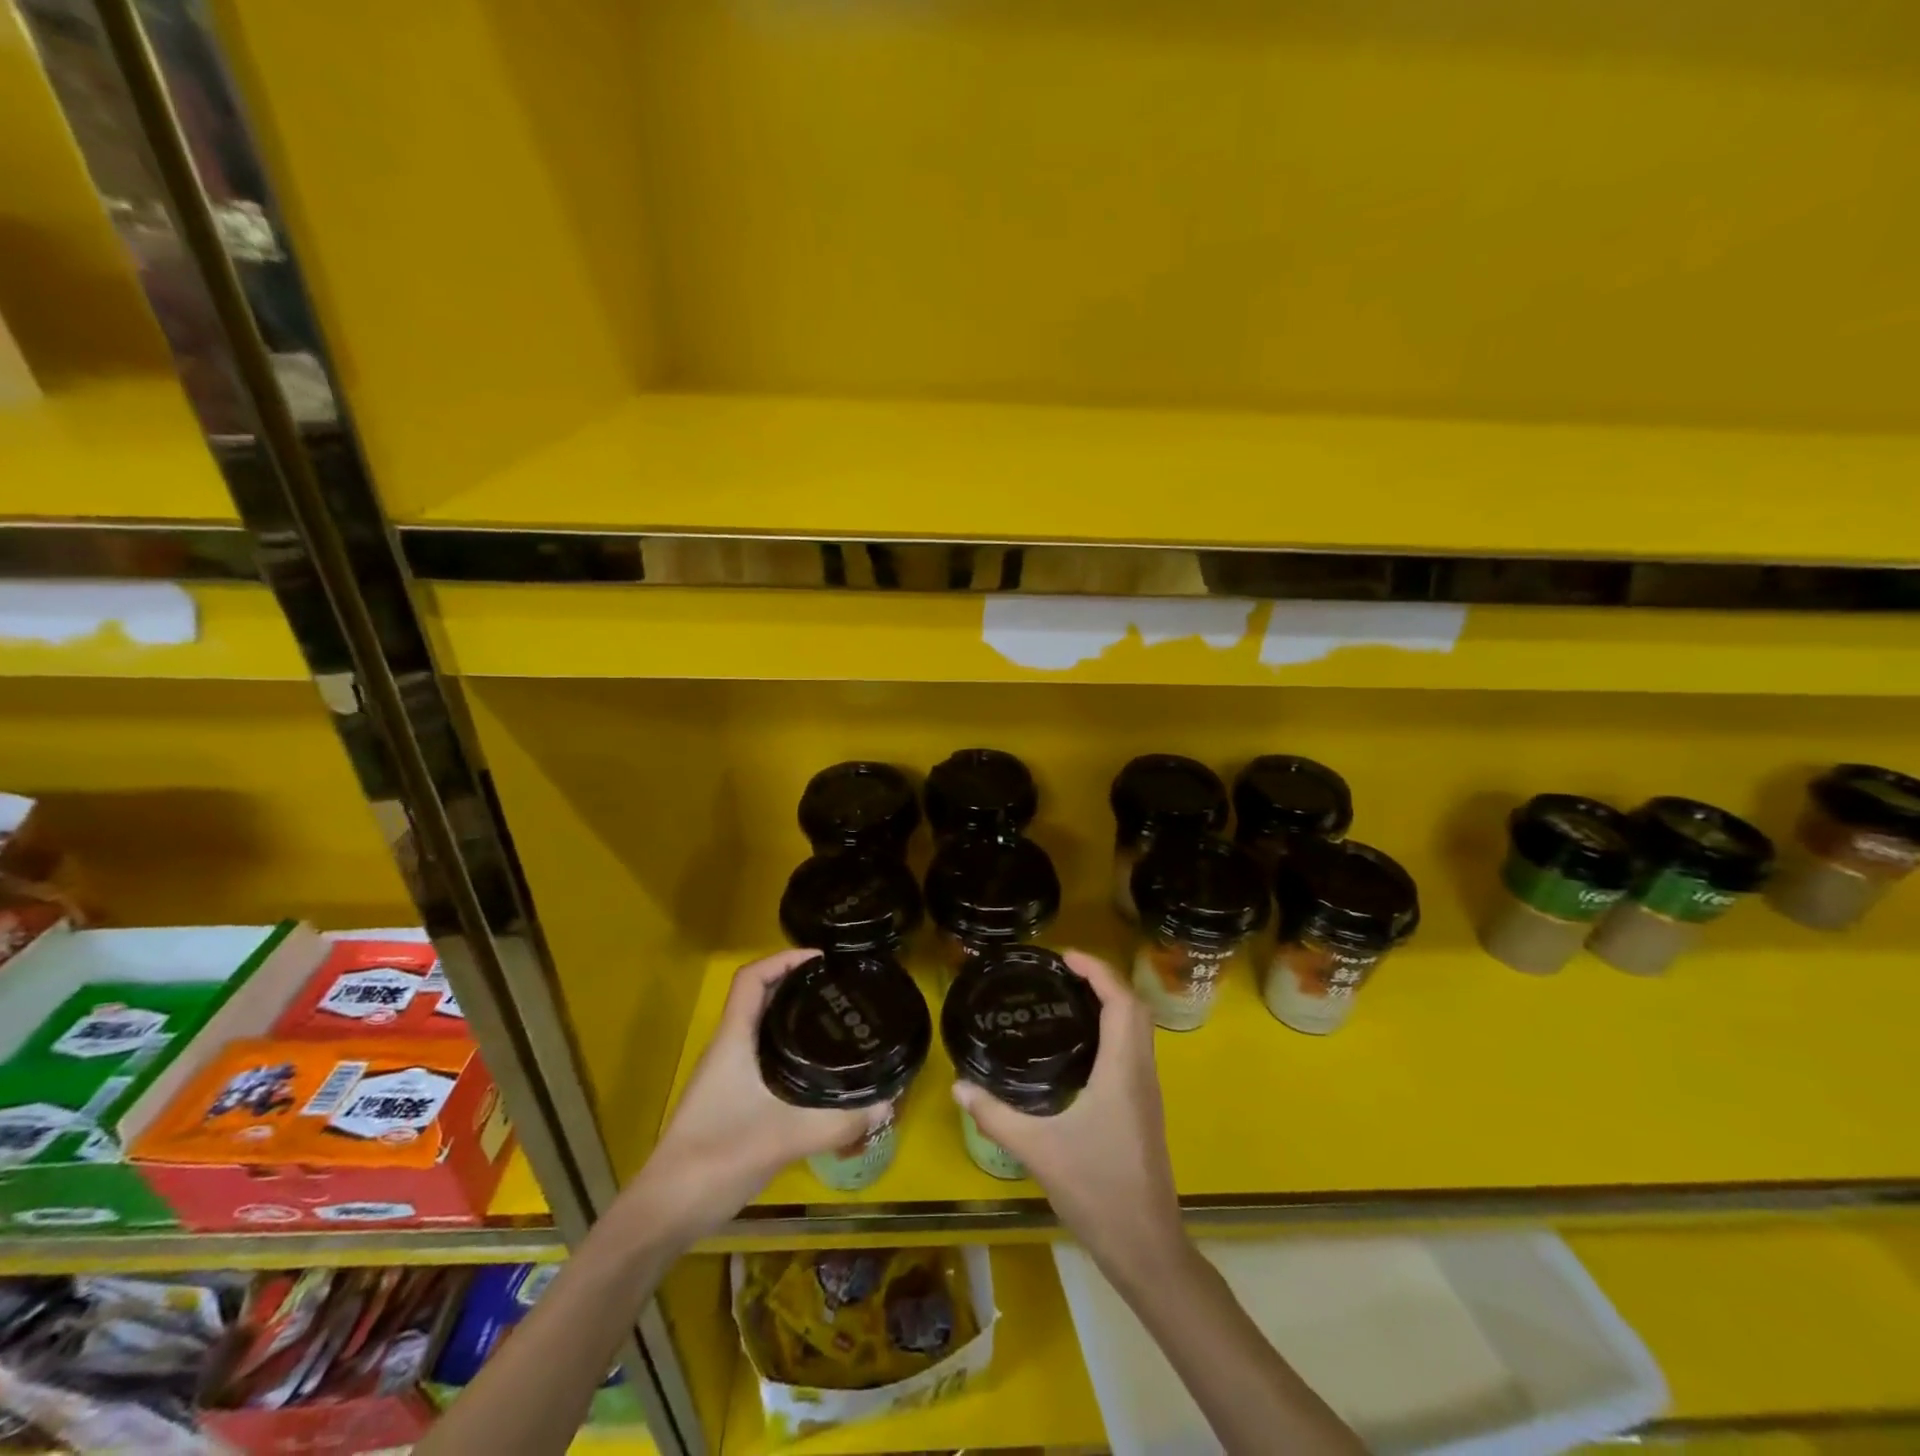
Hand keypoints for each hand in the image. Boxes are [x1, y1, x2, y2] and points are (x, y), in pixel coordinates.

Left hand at [619, 950, 883, 1248]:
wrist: (666, 1211)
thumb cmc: (717, 1156)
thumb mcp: (784, 1137)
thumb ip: (837, 1122)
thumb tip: (888, 1104)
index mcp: (733, 1039)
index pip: (751, 978)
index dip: (784, 959)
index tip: (822, 960)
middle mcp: (728, 1048)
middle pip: (760, 998)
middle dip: (798, 986)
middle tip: (840, 989)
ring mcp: (726, 1075)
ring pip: (762, 1029)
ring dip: (793, 1017)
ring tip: (836, 1021)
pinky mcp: (731, 1100)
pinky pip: (764, 1057)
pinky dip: (790, 1050)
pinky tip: (816, 1071)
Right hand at [950, 951, 1186, 1278]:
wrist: (1147, 1247)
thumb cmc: (1097, 1191)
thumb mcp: (1038, 1151)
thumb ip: (996, 1116)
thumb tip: (958, 1086)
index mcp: (1123, 1070)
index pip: (1121, 1001)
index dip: (1098, 970)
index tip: (1065, 957)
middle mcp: (1141, 1072)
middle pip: (1135, 1007)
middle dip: (1104, 979)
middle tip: (1063, 972)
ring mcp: (1147, 1091)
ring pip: (1139, 1029)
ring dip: (1112, 1003)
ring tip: (1069, 997)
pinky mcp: (1144, 1108)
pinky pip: (1134, 1049)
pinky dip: (1113, 1028)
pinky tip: (1080, 1044)